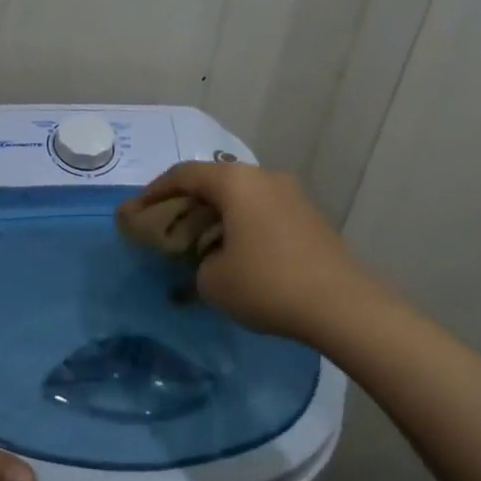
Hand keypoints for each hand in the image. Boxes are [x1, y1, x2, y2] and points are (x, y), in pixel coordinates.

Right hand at [122, 162, 391, 345]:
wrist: (344, 306)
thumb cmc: (267, 284)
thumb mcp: (212, 281)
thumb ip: (195, 265)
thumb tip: (205, 263)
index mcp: (234, 182)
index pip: (182, 174)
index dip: (154, 192)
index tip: (137, 211)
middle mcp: (263, 177)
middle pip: (212, 181)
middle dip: (185, 203)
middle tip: (166, 226)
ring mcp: (291, 195)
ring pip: (240, 196)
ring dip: (215, 214)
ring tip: (198, 241)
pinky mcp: (309, 217)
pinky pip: (262, 210)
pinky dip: (240, 223)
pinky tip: (233, 251)